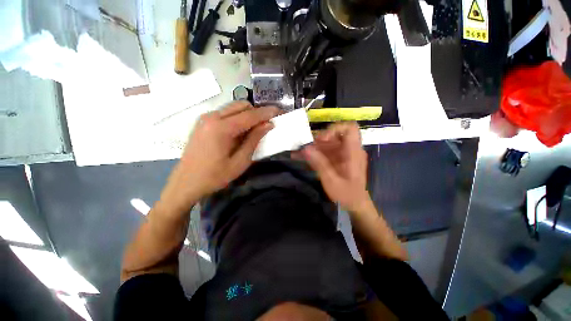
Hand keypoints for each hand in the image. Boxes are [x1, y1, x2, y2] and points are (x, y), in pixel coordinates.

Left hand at [162, 102, 278, 210]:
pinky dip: (237, 118)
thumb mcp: (240, 162)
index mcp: (221, 128)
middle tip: (267, 123)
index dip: (266, 112)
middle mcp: (212, 117)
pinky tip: (241, 131)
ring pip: (233, 108)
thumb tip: (268, 125)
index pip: (250, 115)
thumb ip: (254, 140)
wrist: (185, 183)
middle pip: (241, 105)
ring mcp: (205, 118)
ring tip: (256, 128)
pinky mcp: (203, 122)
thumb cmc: (215, 176)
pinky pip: (225, 114)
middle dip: (257, 112)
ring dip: (247, 115)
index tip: (279, 111)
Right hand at [298, 122, 370, 211]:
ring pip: (328, 144)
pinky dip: (315, 154)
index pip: (349, 128)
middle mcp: (350, 150)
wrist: (355, 205)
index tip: (321, 139)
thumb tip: (305, 148)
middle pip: (335, 135)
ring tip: (299, 153)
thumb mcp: (331, 180)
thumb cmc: (347, 194)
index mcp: (353, 152)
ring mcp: (343, 154)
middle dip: (319, 140)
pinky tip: (302, 157)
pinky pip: (326, 152)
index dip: (334, 129)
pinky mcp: (338, 160)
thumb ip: (319, 163)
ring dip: (314, 147)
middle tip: (306, 147)